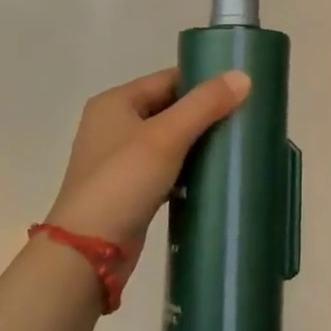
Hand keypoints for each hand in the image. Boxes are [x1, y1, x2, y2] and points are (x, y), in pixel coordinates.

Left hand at [44, 68, 249, 271]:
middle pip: (168, 108)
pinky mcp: (128, 190)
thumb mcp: (167, 136)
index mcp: (115, 102)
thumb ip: (205, 104)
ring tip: (234, 144)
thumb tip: (243, 76)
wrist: (87, 254)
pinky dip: (186, 169)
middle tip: (242, 118)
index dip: (202, 82)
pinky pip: (164, 169)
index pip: (167, 79)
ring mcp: (119, 160)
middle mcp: (113, 125)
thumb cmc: (123, 181)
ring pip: (168, 140)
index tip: (239, 91)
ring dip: (196, 143)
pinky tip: (211, 175)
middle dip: (203, 114)